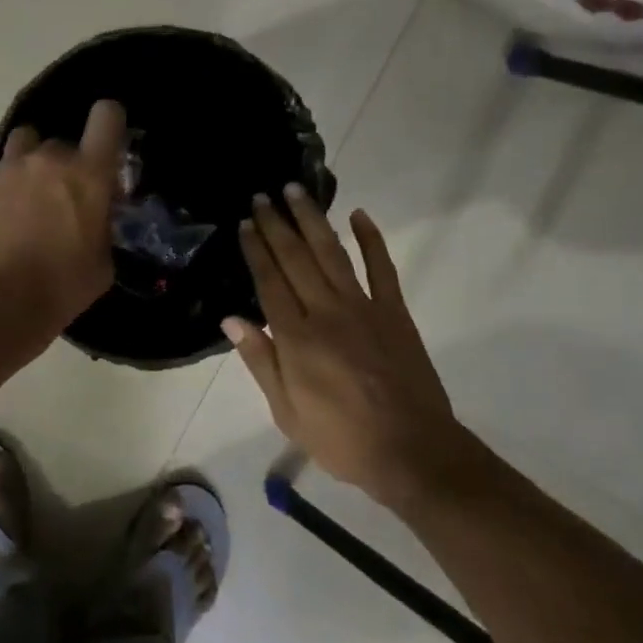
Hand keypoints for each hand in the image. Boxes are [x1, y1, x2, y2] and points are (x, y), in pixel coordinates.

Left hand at [0, 98, 125, 339]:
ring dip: (34, 164)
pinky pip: (1, 175)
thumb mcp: (103, 263)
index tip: (108, 146)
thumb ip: (103, 228)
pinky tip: (7, 222)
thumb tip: (97, 220)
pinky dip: (8, 190)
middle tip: (68, 200)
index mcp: (88, 174)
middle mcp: (48, 160)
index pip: (107, 116)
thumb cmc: (61, 288)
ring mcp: (9, 170)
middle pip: (64, 141)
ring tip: (33, 199)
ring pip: (26, 146)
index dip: (110, 123)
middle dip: (69, 165)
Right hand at [225, 187, 461, 505]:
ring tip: (296, 191)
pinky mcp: (395, 313)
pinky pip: (382, 268)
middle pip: (296, 259)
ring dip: (312, 220)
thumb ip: (260, 362)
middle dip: (277, 225)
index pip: (269, 282)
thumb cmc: (341, 439)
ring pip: (332, 254)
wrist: (411, 451)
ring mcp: (364, 308)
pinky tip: (359, 215)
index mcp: (296, 339)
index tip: (245, 223)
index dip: (256, 250)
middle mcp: (326, 313)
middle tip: (263, 195)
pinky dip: (371, 240)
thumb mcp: (287, 412)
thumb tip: (231, 320)